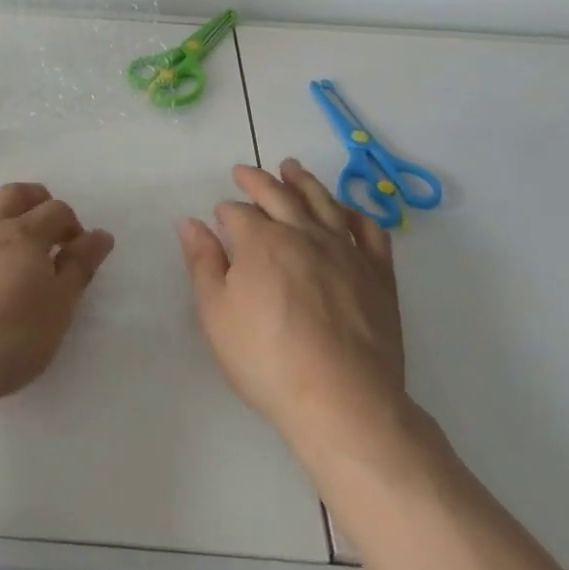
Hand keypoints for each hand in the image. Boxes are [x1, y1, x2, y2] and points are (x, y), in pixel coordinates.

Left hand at [0, 180, 114, 414]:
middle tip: (40, 217)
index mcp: (24, 238)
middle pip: (11, 194)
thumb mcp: (58, 312)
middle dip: (32, 198)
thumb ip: (78, 269)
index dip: (70, 223)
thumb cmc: (7, 344)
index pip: (55, 212)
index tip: (75, 246)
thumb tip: (100, 235)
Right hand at [179, 159, 411, 458]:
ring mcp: (345, 251)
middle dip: (258, 180)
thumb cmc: (267, 360)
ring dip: (304, 181)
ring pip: (323, 202)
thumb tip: (190, 223)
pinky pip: (369, 232)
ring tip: (292, 168)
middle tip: (245, 171)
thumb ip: (203, 263)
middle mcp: (303, 234)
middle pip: (279, 194)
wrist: (342, 401)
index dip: (226, 212)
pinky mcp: (378, 275)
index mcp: (261, 241)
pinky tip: (347, 212)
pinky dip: (355, 215)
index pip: (239, 213)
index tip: (219, 216)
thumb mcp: (216, 314)